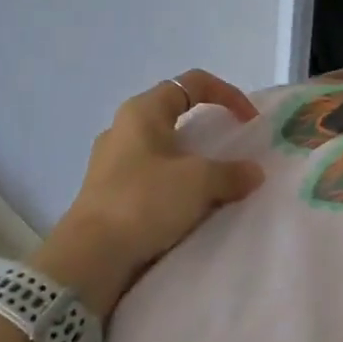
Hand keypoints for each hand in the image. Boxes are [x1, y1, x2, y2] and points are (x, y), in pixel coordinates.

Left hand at [26, 70, 264, 318]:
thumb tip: (253, 172)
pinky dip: (178, 185)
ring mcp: (113, 162)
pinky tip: (192, 207)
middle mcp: (124, 129)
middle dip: (210, 129)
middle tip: (234, 150)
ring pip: (165, 149)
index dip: (228, 94)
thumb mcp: (198, 182)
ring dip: (194, 161)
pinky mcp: (110, 193)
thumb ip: (232, 172)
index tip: (249, 121)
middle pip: (177, 114)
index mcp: (143, 111)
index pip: (192, 83)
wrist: (90, 258)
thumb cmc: (144, 202)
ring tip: (218, 182)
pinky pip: (154, 178)